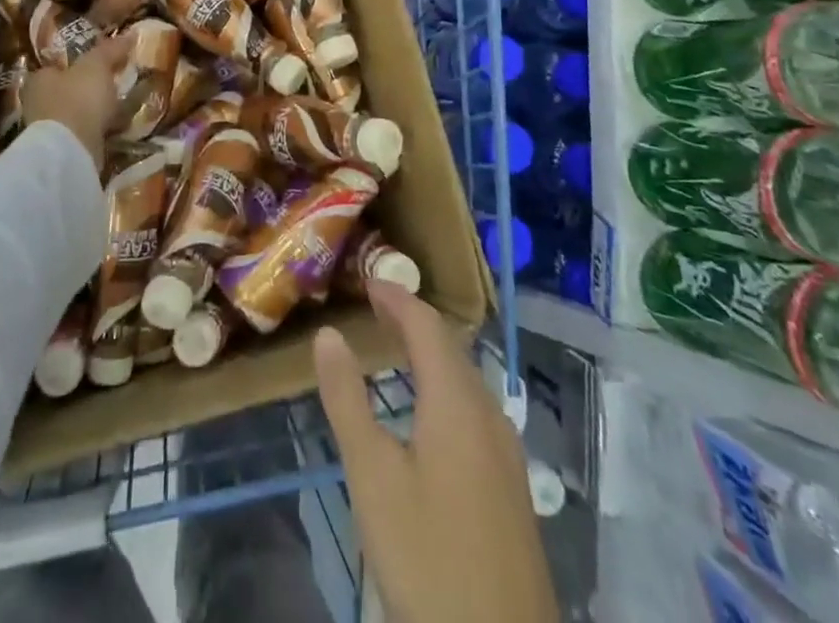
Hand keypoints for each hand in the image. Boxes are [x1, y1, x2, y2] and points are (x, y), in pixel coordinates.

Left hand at [21, 35, 133, 169]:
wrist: (71, 151)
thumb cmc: (78, 99)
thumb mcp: (97, 66)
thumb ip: (110, 50)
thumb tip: (129, 34)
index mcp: (40, 78)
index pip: (58, 65)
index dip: (78, 63)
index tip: (101, 64)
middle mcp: (38, 102)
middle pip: (66, 90)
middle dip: (86, 88)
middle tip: (112, 84)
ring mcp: (48, 130)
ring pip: (75, 113)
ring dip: (93, 111)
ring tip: (119, 106)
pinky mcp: (61, 150)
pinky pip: (83, 133)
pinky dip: (97, 130)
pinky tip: (115, 128)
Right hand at [314, 282, 558, 622]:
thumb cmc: (428, 557)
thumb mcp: (372, 477)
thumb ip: (347, 400)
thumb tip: (328, 334)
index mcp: (456, 401)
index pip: (427, 325)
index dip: (397, 298)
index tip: (368, 280)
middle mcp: (488, 413)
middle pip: (450, 348)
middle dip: (413, 321)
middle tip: (376, 308)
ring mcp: (506, 451)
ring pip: (466, 379)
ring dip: (431, 354)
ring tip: (396, 349)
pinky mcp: (510, 485)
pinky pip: (475, 408)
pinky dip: (445, 386)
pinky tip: (429, 413)